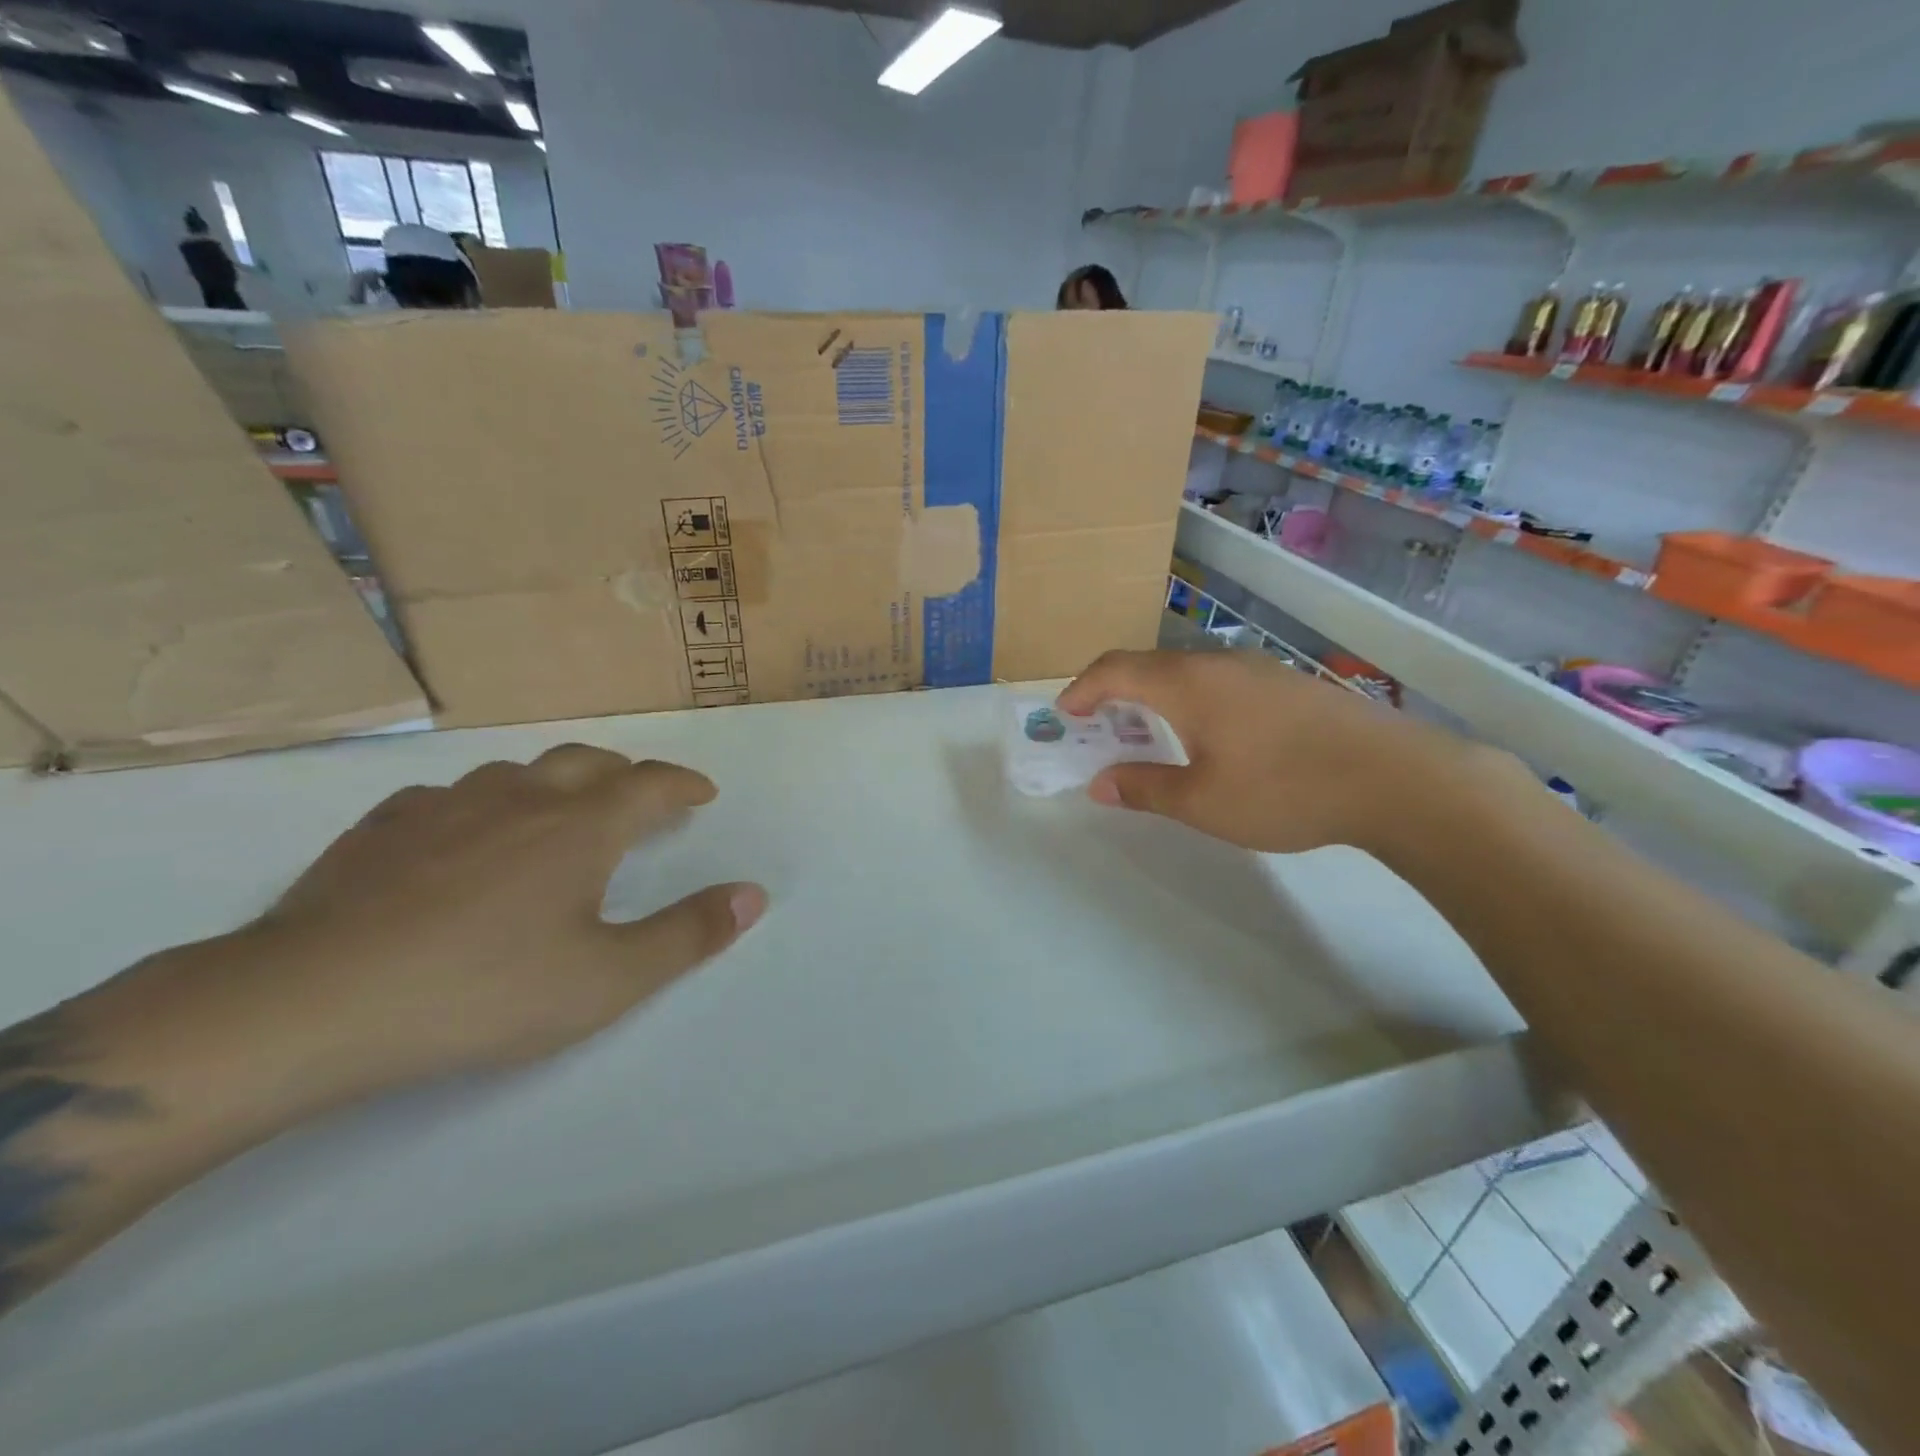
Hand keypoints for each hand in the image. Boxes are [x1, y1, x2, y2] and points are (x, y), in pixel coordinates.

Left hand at [250, 745, 765, 1102]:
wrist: (311, 1004)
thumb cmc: (484, 990)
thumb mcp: (608, 980)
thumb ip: (689, 934)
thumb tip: (754, 894)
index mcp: (580, 826)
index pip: (650, 783)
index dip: (683, 783)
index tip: (703, 793)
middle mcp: (520, 798)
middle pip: (587, 762)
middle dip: (625, 774)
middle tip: (640, 799)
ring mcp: (446, 806)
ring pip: (517, 772)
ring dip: (555, 783)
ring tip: (559, 814)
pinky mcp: (382, 828)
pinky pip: (450, 797)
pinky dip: (482, 805)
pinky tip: (465, 836)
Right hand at [1058, 649, 1513, 858]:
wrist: (1396, 778)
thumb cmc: (1284, 788)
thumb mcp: (1203, 802)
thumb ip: (1145, 789)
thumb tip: (1100, 785)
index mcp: (1187, 684)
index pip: (1116, 670)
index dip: (1083, 689)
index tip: (1066, 714)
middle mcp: (1218, 664)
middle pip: (1149, 666)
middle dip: (1115, 693)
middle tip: (1100, 728)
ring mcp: (1258, 670)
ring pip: (1187, 673)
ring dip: (1155, 698)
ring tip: (1150, 735)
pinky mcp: (1288, 684)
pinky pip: (1220, 683)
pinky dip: (1191, 702)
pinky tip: (1209, 737)